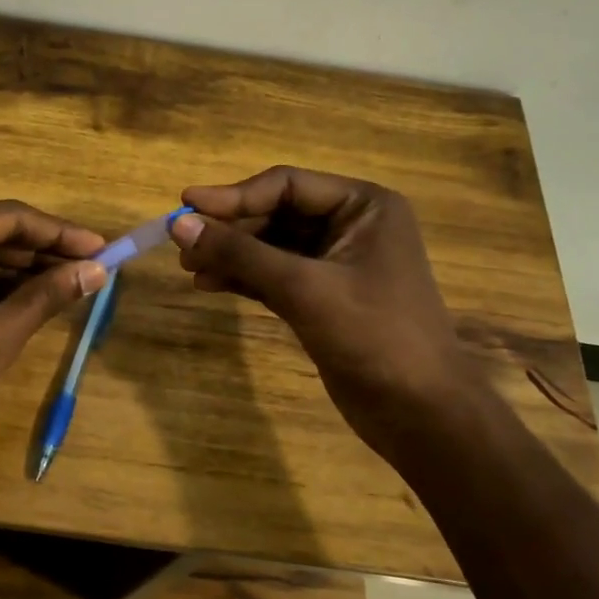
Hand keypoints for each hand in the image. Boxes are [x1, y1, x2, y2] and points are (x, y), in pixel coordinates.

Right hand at [169, 167, 485, 454]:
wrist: (419, 413)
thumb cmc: (373, 336)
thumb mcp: (303, 289)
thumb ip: (240, 253)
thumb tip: (179, 226)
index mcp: (364, 206)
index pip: (287, 185)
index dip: (233, 195)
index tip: (184, 205)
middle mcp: (352, 226)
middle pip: (276, 213)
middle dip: (230, 229)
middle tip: (182, 245)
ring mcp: (337, 264)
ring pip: (272, 246)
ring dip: (232, 255)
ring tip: (189, 268)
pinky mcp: (323, 297)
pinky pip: (275, 275)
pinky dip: (244, 278)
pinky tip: (210, 284)